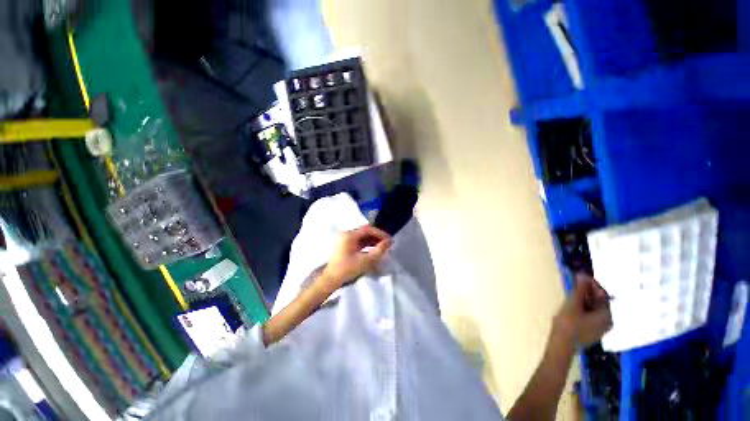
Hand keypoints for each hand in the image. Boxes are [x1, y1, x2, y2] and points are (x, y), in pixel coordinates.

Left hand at [320, 225, 391, 289]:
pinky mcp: (345, 245)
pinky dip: (367, 244)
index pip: (368, 229)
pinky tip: (374, 249)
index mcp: (349, 235)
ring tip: (383, 247)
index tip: (389, 239)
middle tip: (387, 243)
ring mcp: (345, 239)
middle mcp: (346, 234)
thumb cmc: (347, 269)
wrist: (330, 280)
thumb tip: (389, 241)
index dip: (380, 233)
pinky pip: (358, 241)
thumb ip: (379, 250)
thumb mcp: (365, 261)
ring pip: (362, 236)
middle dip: (377, 236)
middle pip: (365, 231)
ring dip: (373, 240)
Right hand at [552, 273, 612, 348]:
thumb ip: (580, 289)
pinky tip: (574, 304)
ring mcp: (599, 328)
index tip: (581, 276)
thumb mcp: (573, 303)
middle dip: (588, 291)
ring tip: (573, 291)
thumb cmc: (568, 323)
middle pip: (599, 302)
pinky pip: (591, 315)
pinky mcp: (591, 331)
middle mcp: (607, 322)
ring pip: (594, 308)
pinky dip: (584, 307)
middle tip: (576, 282)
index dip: (592, 284)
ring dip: (585, 298)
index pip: (603, 295)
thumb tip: (583, 275)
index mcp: (606, 315)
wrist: (561, 344)